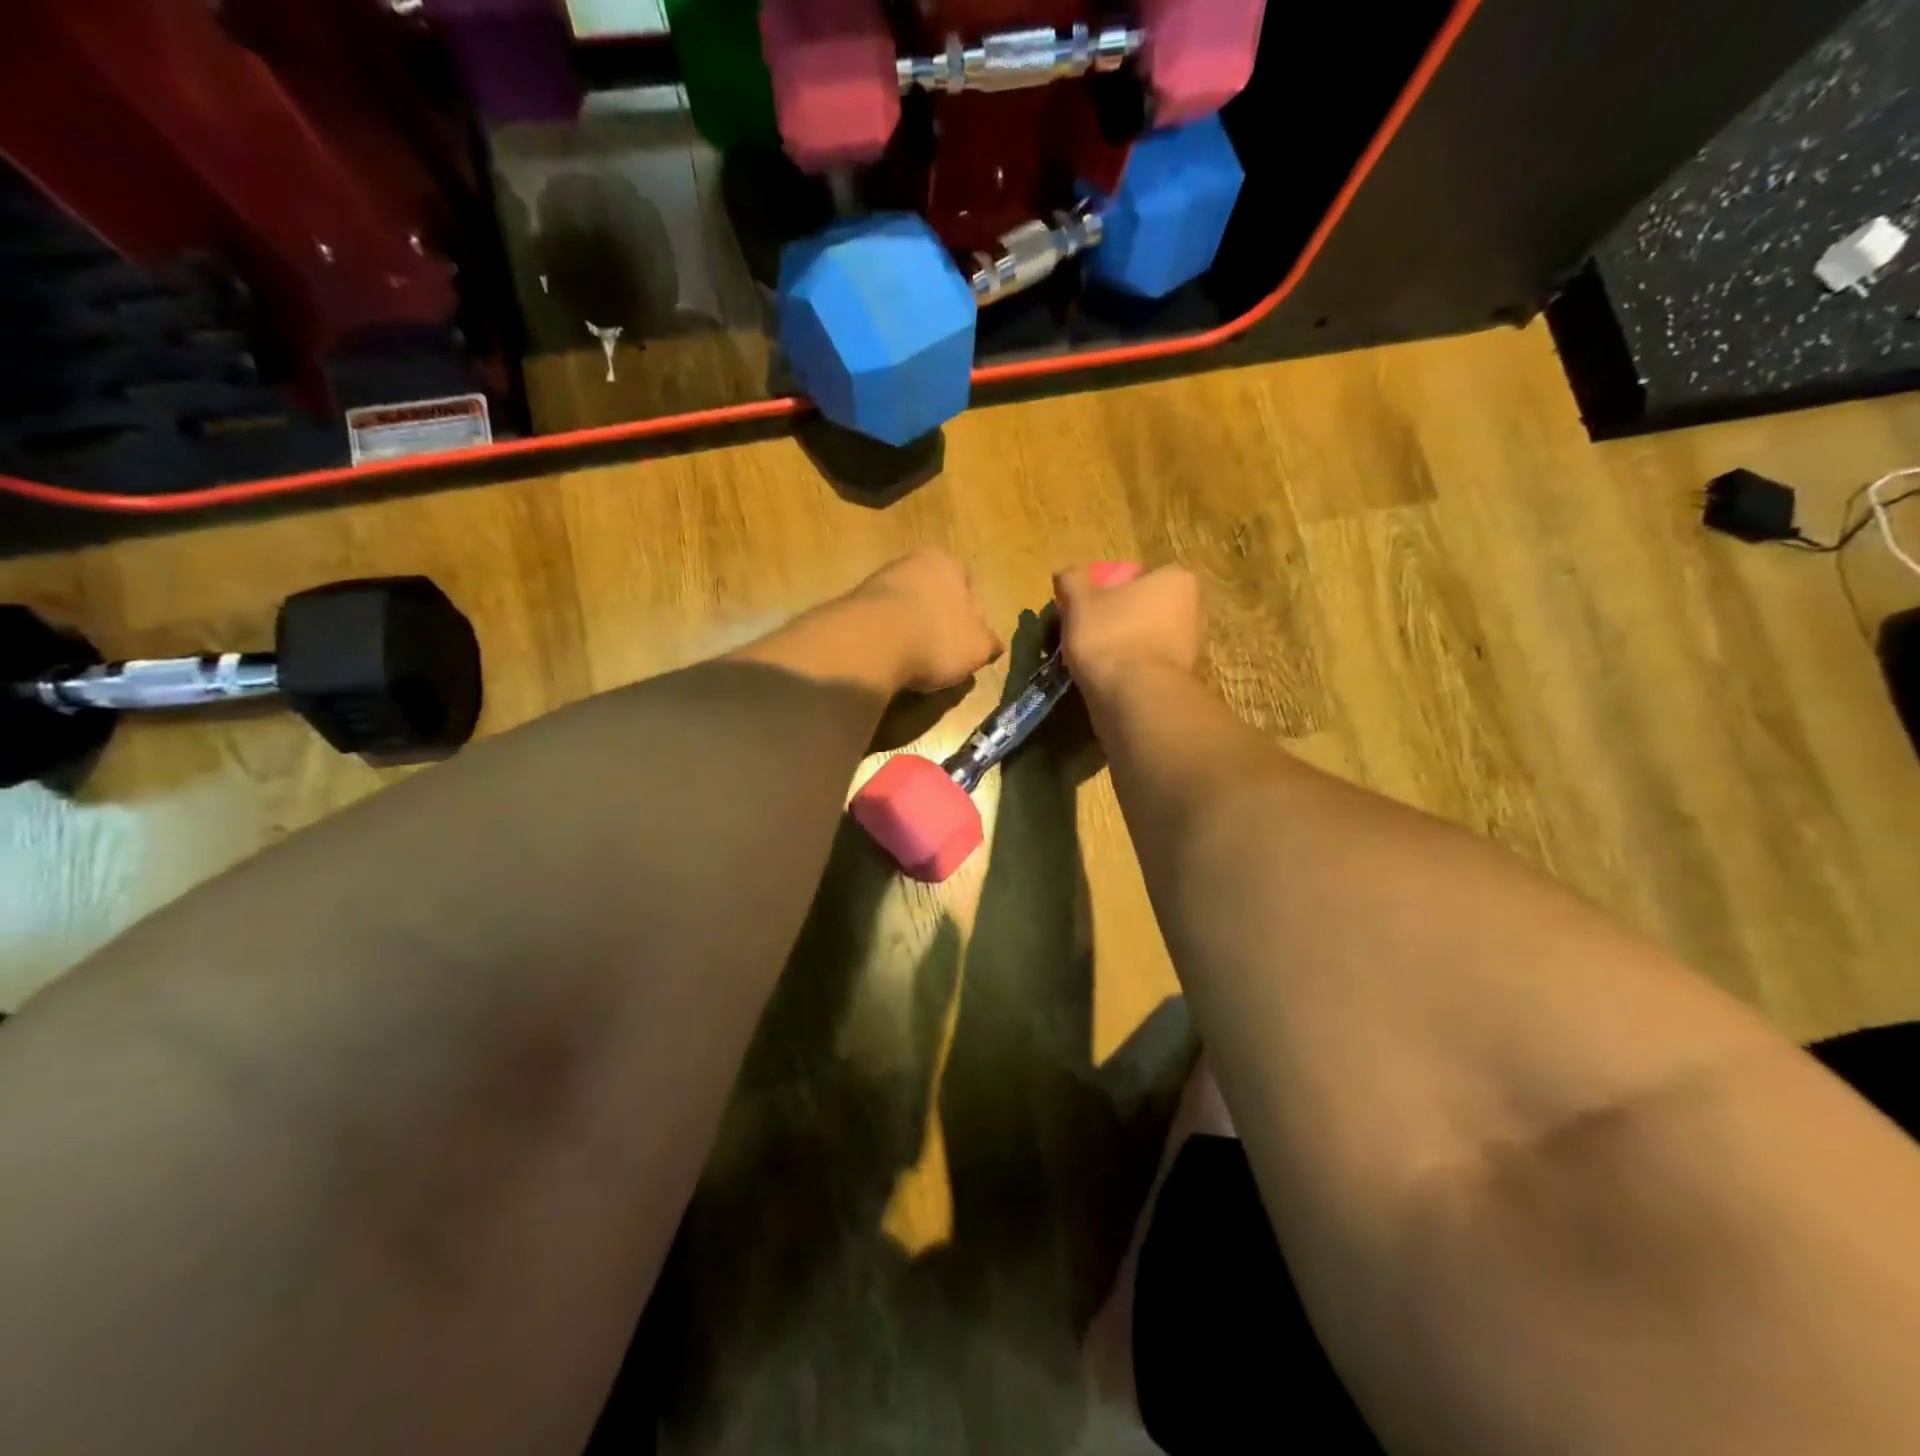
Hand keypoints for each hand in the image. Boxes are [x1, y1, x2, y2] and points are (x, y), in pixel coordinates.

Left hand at [854, 551, 1003, 693]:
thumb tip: (993, 644)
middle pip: (935, 598)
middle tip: (946, 658)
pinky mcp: (852, 608)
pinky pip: (882, 627)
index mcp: (945, 562)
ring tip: (917, 666)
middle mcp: (909, 563)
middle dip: (941, 625)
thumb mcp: (978, 647)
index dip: (974, 620)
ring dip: (913, 635)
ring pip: (906, 612)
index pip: (969, 587)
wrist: (870, 644)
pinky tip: (892, 663)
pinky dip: (889, 643)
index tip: (972, 646)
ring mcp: (876, 583)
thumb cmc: (936, 638)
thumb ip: (989, 643)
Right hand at [1054, 562, 1203, 697]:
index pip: (1139, 576)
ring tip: (1089, 657)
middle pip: (1142, 607)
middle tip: (1085, 629)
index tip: (1087, 604)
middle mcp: (1192, 610)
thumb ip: (1072, 580)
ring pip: (1144, 637)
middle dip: (1117, 617)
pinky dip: (1126, 668)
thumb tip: (1066, 574)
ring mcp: (1189, 647)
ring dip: (1120, 644)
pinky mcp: (1178, 679)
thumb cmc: (1111, 635)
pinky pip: (1145, 664)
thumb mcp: (1080, 600)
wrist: (1134, 697)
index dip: (1109, 588)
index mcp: (1176, 580)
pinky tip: (1104, 676)